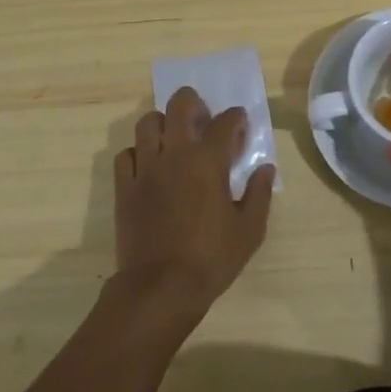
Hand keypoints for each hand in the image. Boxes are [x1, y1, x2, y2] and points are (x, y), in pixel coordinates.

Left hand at [112, 87, 273, 319]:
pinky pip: (126, 154)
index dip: (237, 118)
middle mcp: (175, 154)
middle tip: (203, 119)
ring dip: (163, 123)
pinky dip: (138, 153)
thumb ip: (259, 194)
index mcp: (208, 161)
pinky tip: (149, 166)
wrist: (161, 288)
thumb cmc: (211, 258)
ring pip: (147, 123)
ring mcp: (145, 168)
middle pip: (179, 105)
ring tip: (173, 139)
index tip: (241, 125)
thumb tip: (265, 168)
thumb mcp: (249, 230)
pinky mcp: (125, 186)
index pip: (225, 121)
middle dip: (194, 103)